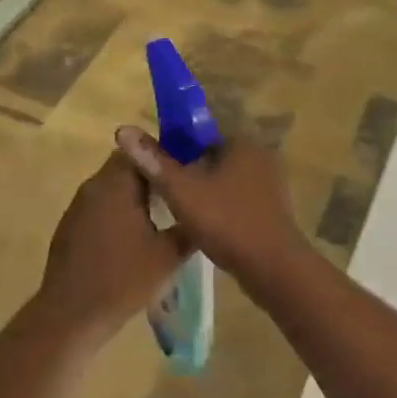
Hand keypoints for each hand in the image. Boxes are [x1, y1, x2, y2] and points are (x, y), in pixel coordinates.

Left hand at [38, 151, 188, 343]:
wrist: (71, 315)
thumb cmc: (123, 279)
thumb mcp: (168, 255)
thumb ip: (189, 226)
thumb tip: (202, 209)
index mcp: (115, 184)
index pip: (141, 150)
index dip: (164, 157)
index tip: (185, 171)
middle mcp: (93, 186)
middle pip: (126, 167)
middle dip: (151, 177)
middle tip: (178, 195)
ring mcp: (78, 206)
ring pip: (112, 188)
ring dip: (134, 196)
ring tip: (161, 216)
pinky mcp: (70, 226)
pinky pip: (100, 207)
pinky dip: (118, 213)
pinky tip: (133, 238)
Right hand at [113, 126, 310, 285]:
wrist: (273, 268)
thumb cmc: (226, 221)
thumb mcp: (182, 191)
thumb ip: (154, 161)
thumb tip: (123, 129)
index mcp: (241, 141)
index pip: (200, 131)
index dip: (174, 145)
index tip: (156, 166)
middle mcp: (259, 154)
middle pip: (211, 155)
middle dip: (188, 170)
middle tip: (164, 191)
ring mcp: (268, 181)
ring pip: (223, 177)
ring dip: (203, 189)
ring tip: (178, 209)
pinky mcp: (271, 206)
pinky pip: (236, 196)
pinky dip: (219, 204)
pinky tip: (203, 223)